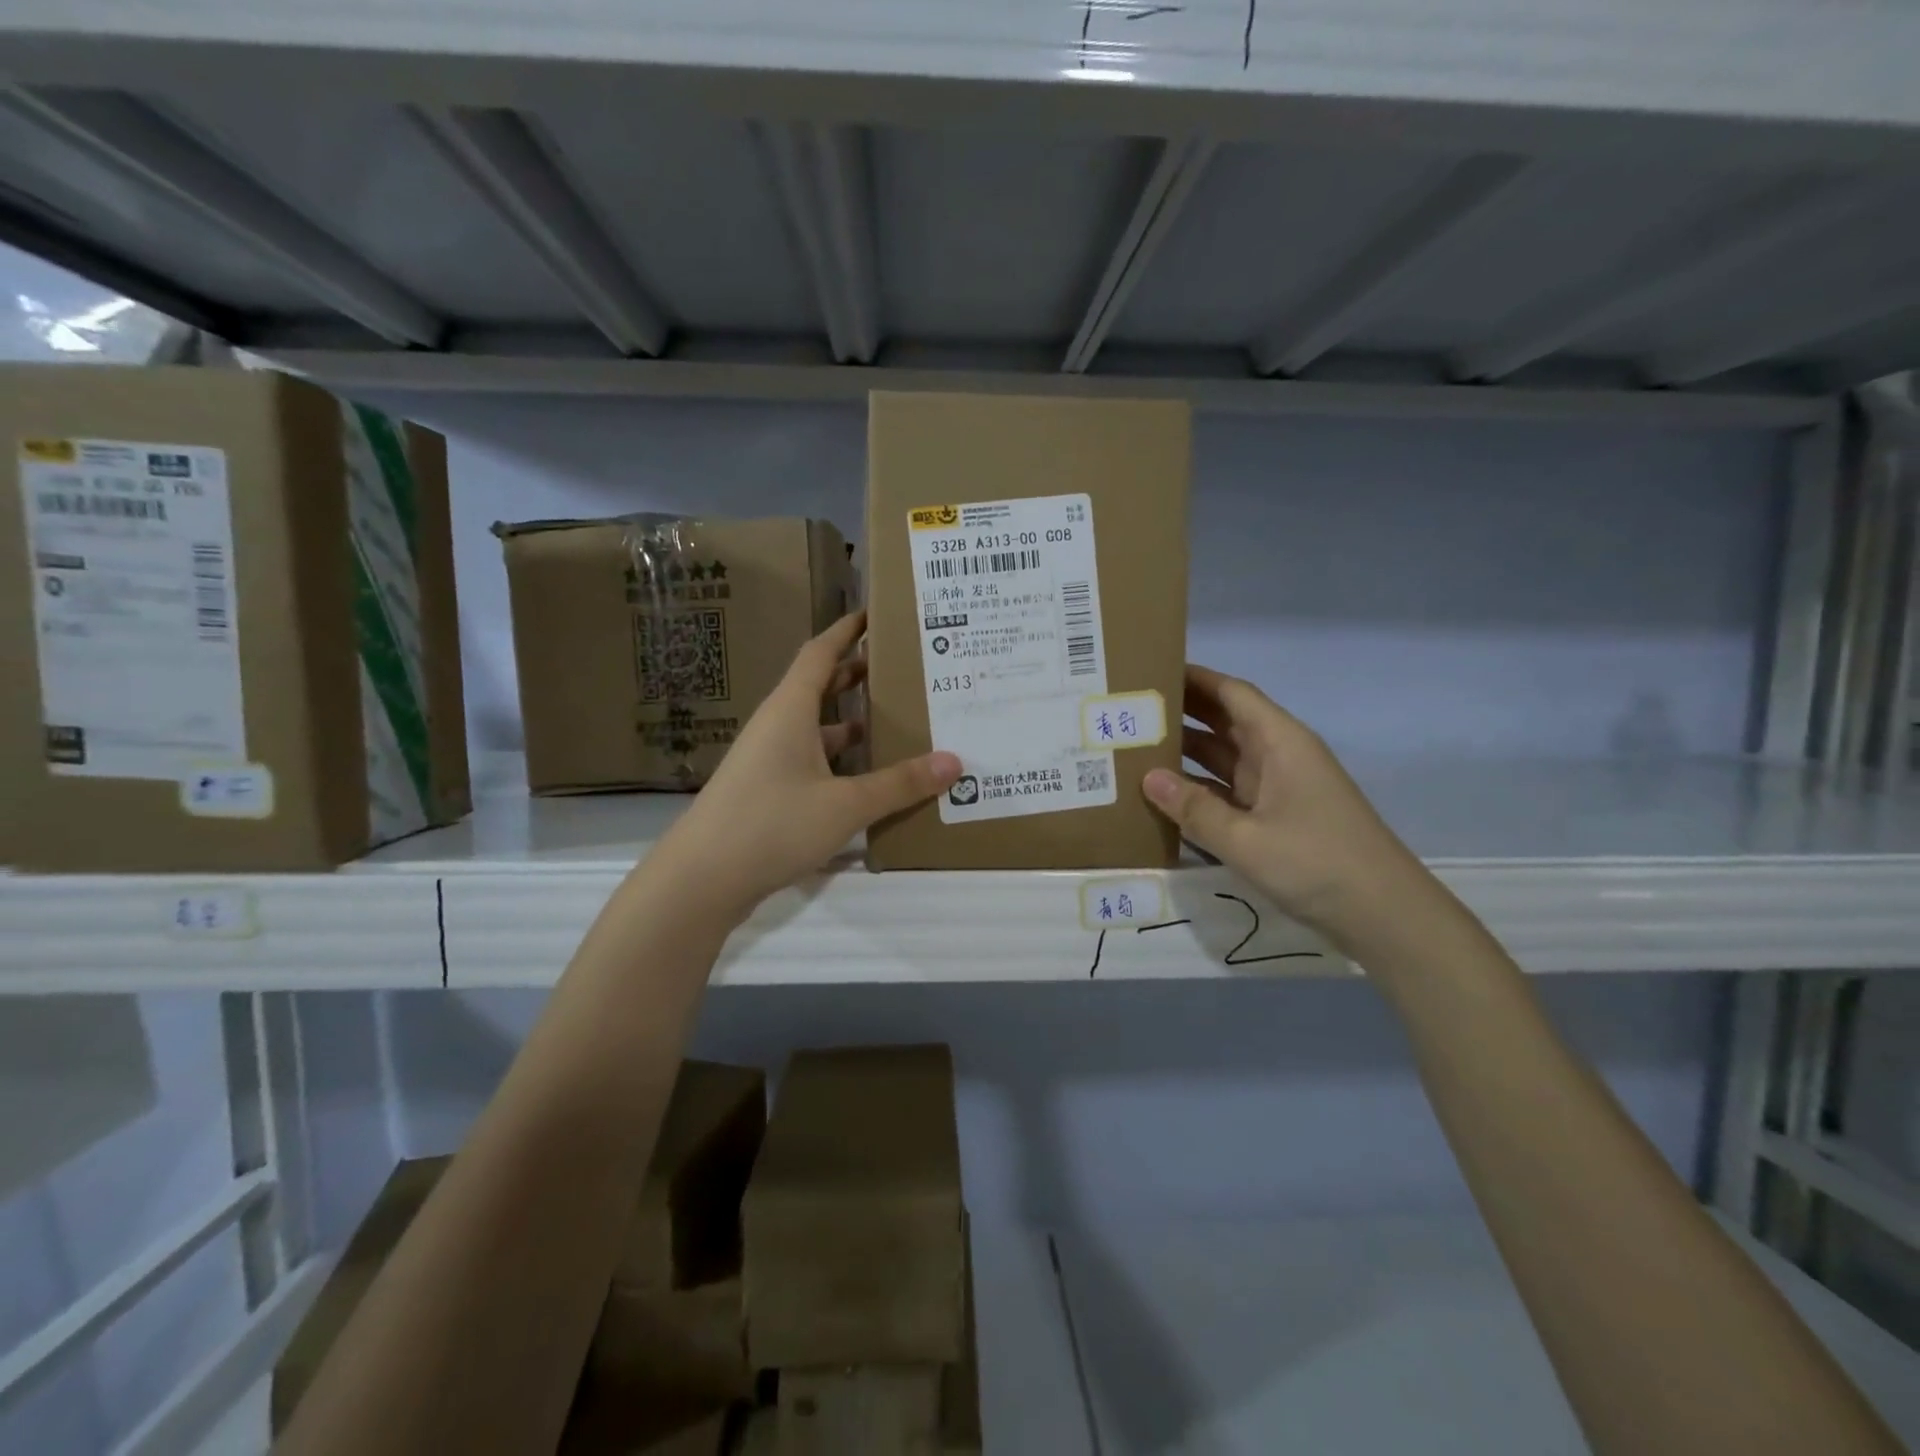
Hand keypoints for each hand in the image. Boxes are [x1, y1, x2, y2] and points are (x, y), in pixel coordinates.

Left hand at [655, 612, 959, 919]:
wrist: (702, 879)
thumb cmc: (772, 824)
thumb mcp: (845, 804)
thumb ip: (899, 784)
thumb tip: (954, 762)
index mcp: (790, 710)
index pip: (820, 653)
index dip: (847, 631)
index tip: (876, 614)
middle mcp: (778, 726)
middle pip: (820, 687)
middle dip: (857, 675)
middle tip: (901, 668)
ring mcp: (769, 760)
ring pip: (817, 729)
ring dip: (852, 721)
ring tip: (897, 721)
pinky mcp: (768, 792)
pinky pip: (813, 762)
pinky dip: (841, 761)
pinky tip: (869, 778)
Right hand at [1142, 665, 1434, 944]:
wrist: (1384, 915)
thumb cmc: (1318, 863)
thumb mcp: (1247, 839)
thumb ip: (1194, 809)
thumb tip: (1147, 778)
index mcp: (1280, 742)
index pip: (1232, 694)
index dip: (1195, 678)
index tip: (1151, 669)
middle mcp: (1277, 756)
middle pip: (1224, 722)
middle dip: (1182, 712)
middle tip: (1129, 709)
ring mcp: (1277, 788)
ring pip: (1222, 758)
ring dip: (1185, 752)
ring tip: (1133, 747)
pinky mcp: (1274, 818)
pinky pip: (1227, 791)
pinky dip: (1197, 789)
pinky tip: (1162, 795)